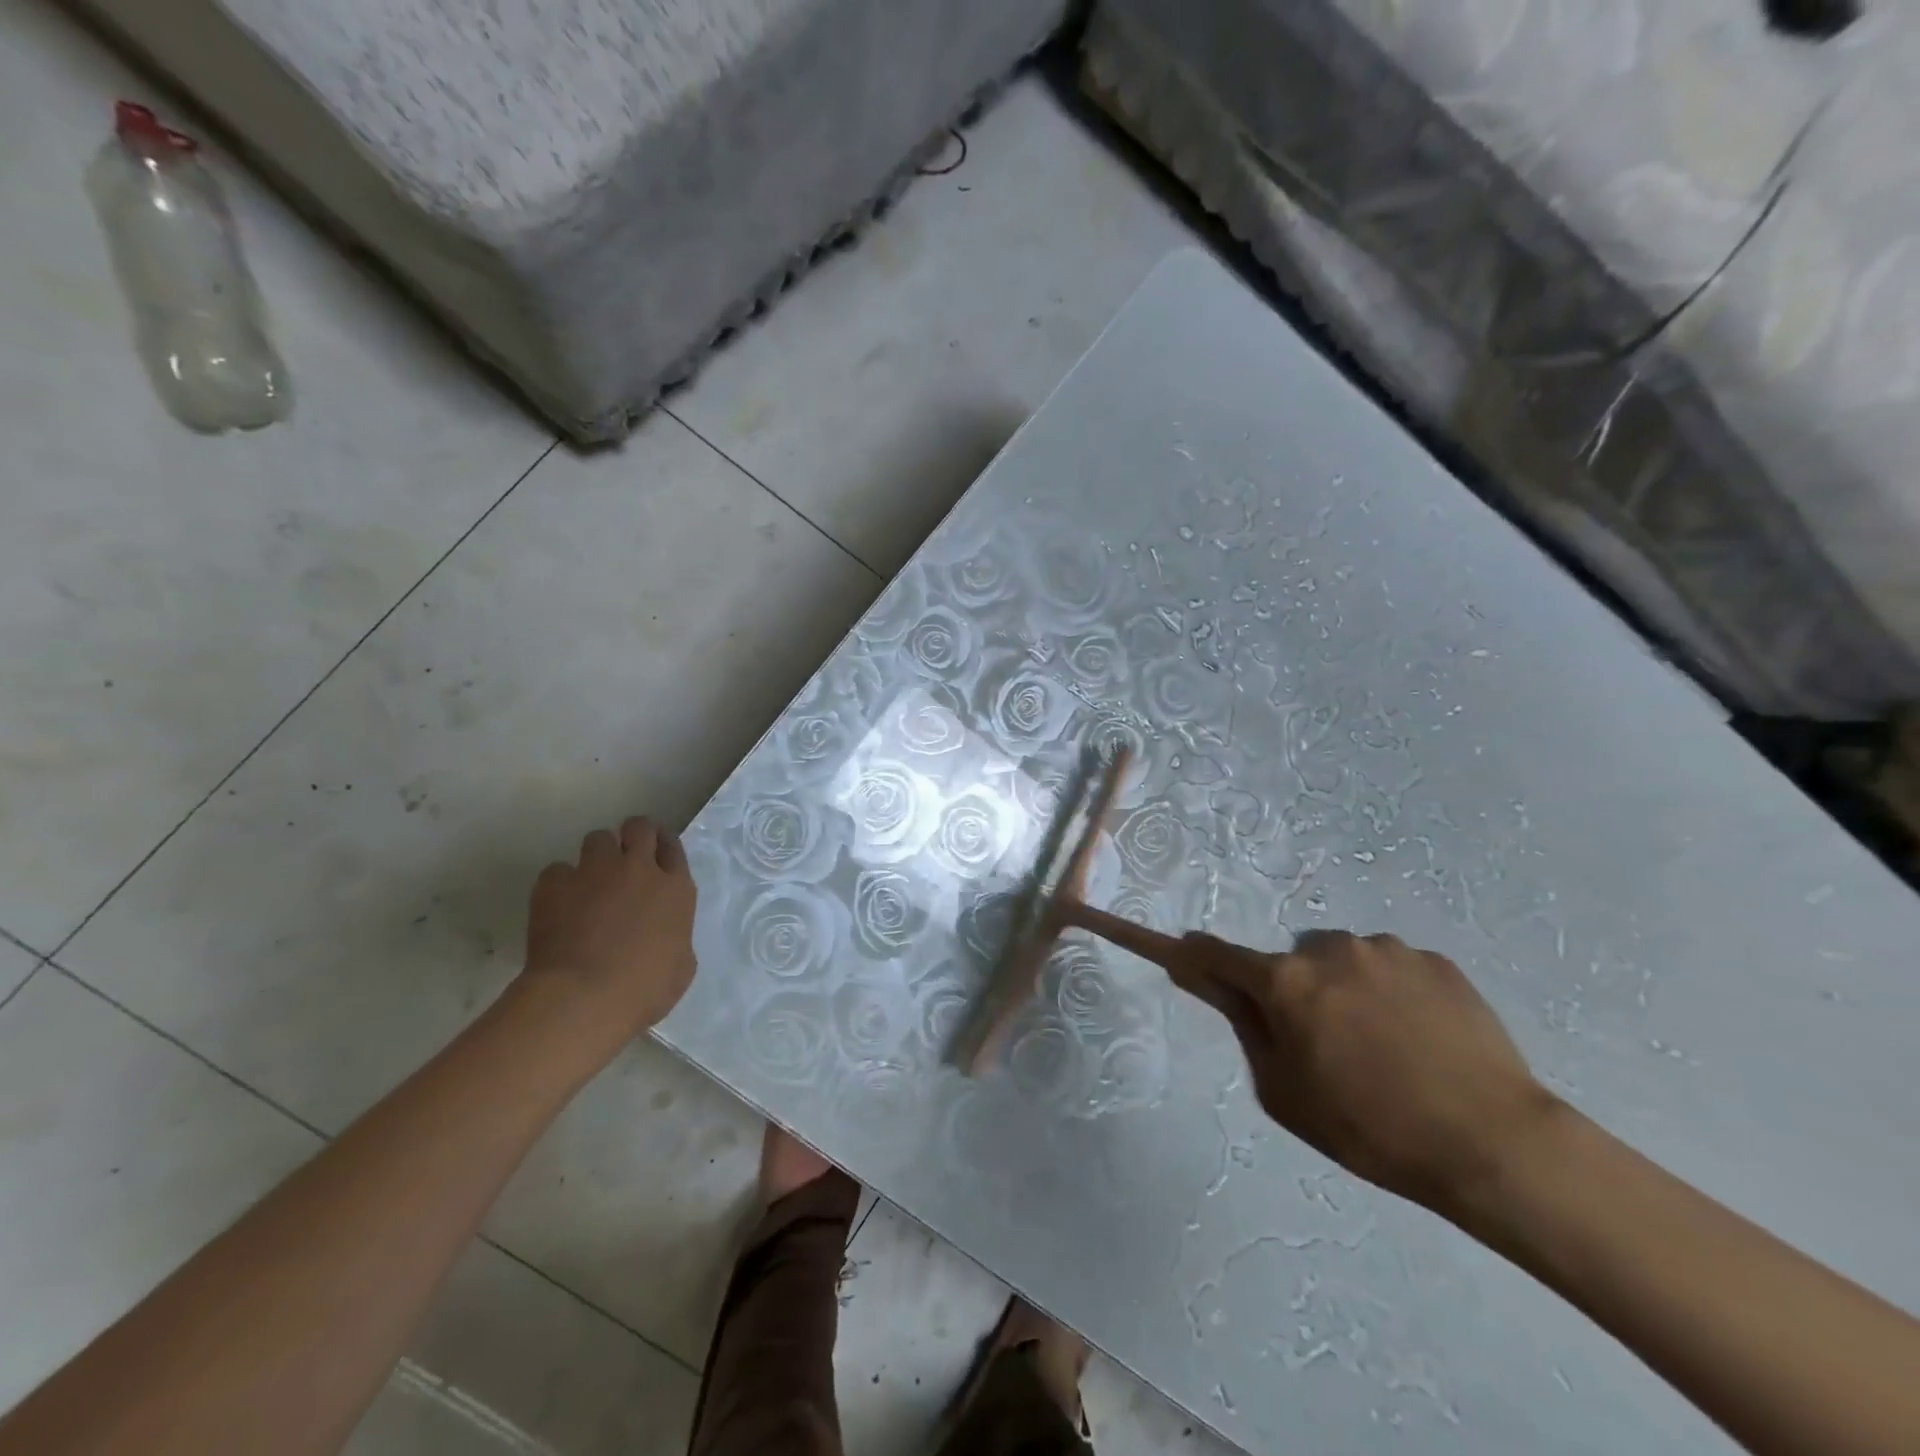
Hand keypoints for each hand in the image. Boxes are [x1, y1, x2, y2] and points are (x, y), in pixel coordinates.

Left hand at [522, 817, 697, 1038]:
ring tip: (590, 881)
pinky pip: (557, 870)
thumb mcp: (681, 966)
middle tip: (625, 857)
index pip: (673, 847)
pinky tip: (558, 905)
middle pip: (639, 827)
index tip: (656, 856)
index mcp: (675, 889)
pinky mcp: (555, 884)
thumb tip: (664, 935)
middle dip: (633, 836)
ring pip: (598, 838)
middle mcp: (638, 869)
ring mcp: (595, 871)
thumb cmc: (643, 989)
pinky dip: (560, 884)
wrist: (584, 997)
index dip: (663, 847)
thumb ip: (675, 937)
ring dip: (597, 855)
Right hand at [1168, 930, 1555, 1214]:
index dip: (1193, 953)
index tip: (1182, 951)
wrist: (1494, 1144)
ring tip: (1386, 1045)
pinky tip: (1423, 1039)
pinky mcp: (1436, 960)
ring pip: (1345, 961)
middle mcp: (1329, 949)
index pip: (1218, 954)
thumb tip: (1221, 988)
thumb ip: (1248, 1030)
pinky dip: (1394, 992)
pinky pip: (1394, 968)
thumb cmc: (1371, 1128)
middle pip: (1291, 962)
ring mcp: (1386, 949)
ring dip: (1347, 987)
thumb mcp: (1285, 1094)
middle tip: (1326, 1043)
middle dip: (1296, 990)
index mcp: (1285, 981)